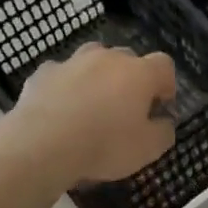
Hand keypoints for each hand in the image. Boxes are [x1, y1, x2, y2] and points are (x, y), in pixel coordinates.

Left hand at [5, 44, 177, 184]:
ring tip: (93, 103)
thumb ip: (164, 132)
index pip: (164, 65)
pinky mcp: (43, 72)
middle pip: (128, 59)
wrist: (41, 145)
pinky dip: (66, 86)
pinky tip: (61, 109)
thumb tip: (164, 122)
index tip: (160, 107)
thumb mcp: (148, 149)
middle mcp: (108, 59)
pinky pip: (62, 74)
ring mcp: (73, 62)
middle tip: (126, 108)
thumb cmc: (104, 145)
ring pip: (93, 59)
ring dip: (98, 76)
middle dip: (131, 79)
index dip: (166, 84)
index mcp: (139, 73)